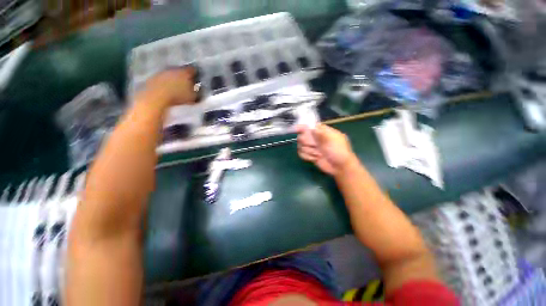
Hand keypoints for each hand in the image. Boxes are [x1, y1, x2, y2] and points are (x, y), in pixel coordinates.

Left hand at [138, 67, 196, 106]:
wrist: (156, 97)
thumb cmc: (178, 97)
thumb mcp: (193, 97)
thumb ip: (197, 92)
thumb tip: (199, 91)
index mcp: (185, 72)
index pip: (193, 70)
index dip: (196, 74)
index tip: (198, 79)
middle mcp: (174, 69)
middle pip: (181, 71)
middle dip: (184, 76)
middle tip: (188, 84)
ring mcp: (162, 72)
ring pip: (171, 74)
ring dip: (174, 79)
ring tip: (177, 87)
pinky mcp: (153, 78)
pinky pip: (162, 79)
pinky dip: (165, 83)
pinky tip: (167, 90)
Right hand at [296, 124, 358, 176]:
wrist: (340, 167)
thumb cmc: (339, 151)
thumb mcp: (333, 140)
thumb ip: (321, 133)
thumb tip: (310, 127)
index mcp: (322, 132)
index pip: (309, 126)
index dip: (303, 127)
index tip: (296, 129)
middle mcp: (315, 138)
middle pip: (302, 136)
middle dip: (307, 142)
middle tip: (315, 146)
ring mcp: (312, 147)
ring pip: (300, 146)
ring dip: (309, 151)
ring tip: (318, 154)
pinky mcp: (309, 155)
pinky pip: (301, 153)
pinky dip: (307, 156)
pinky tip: (315, 159)